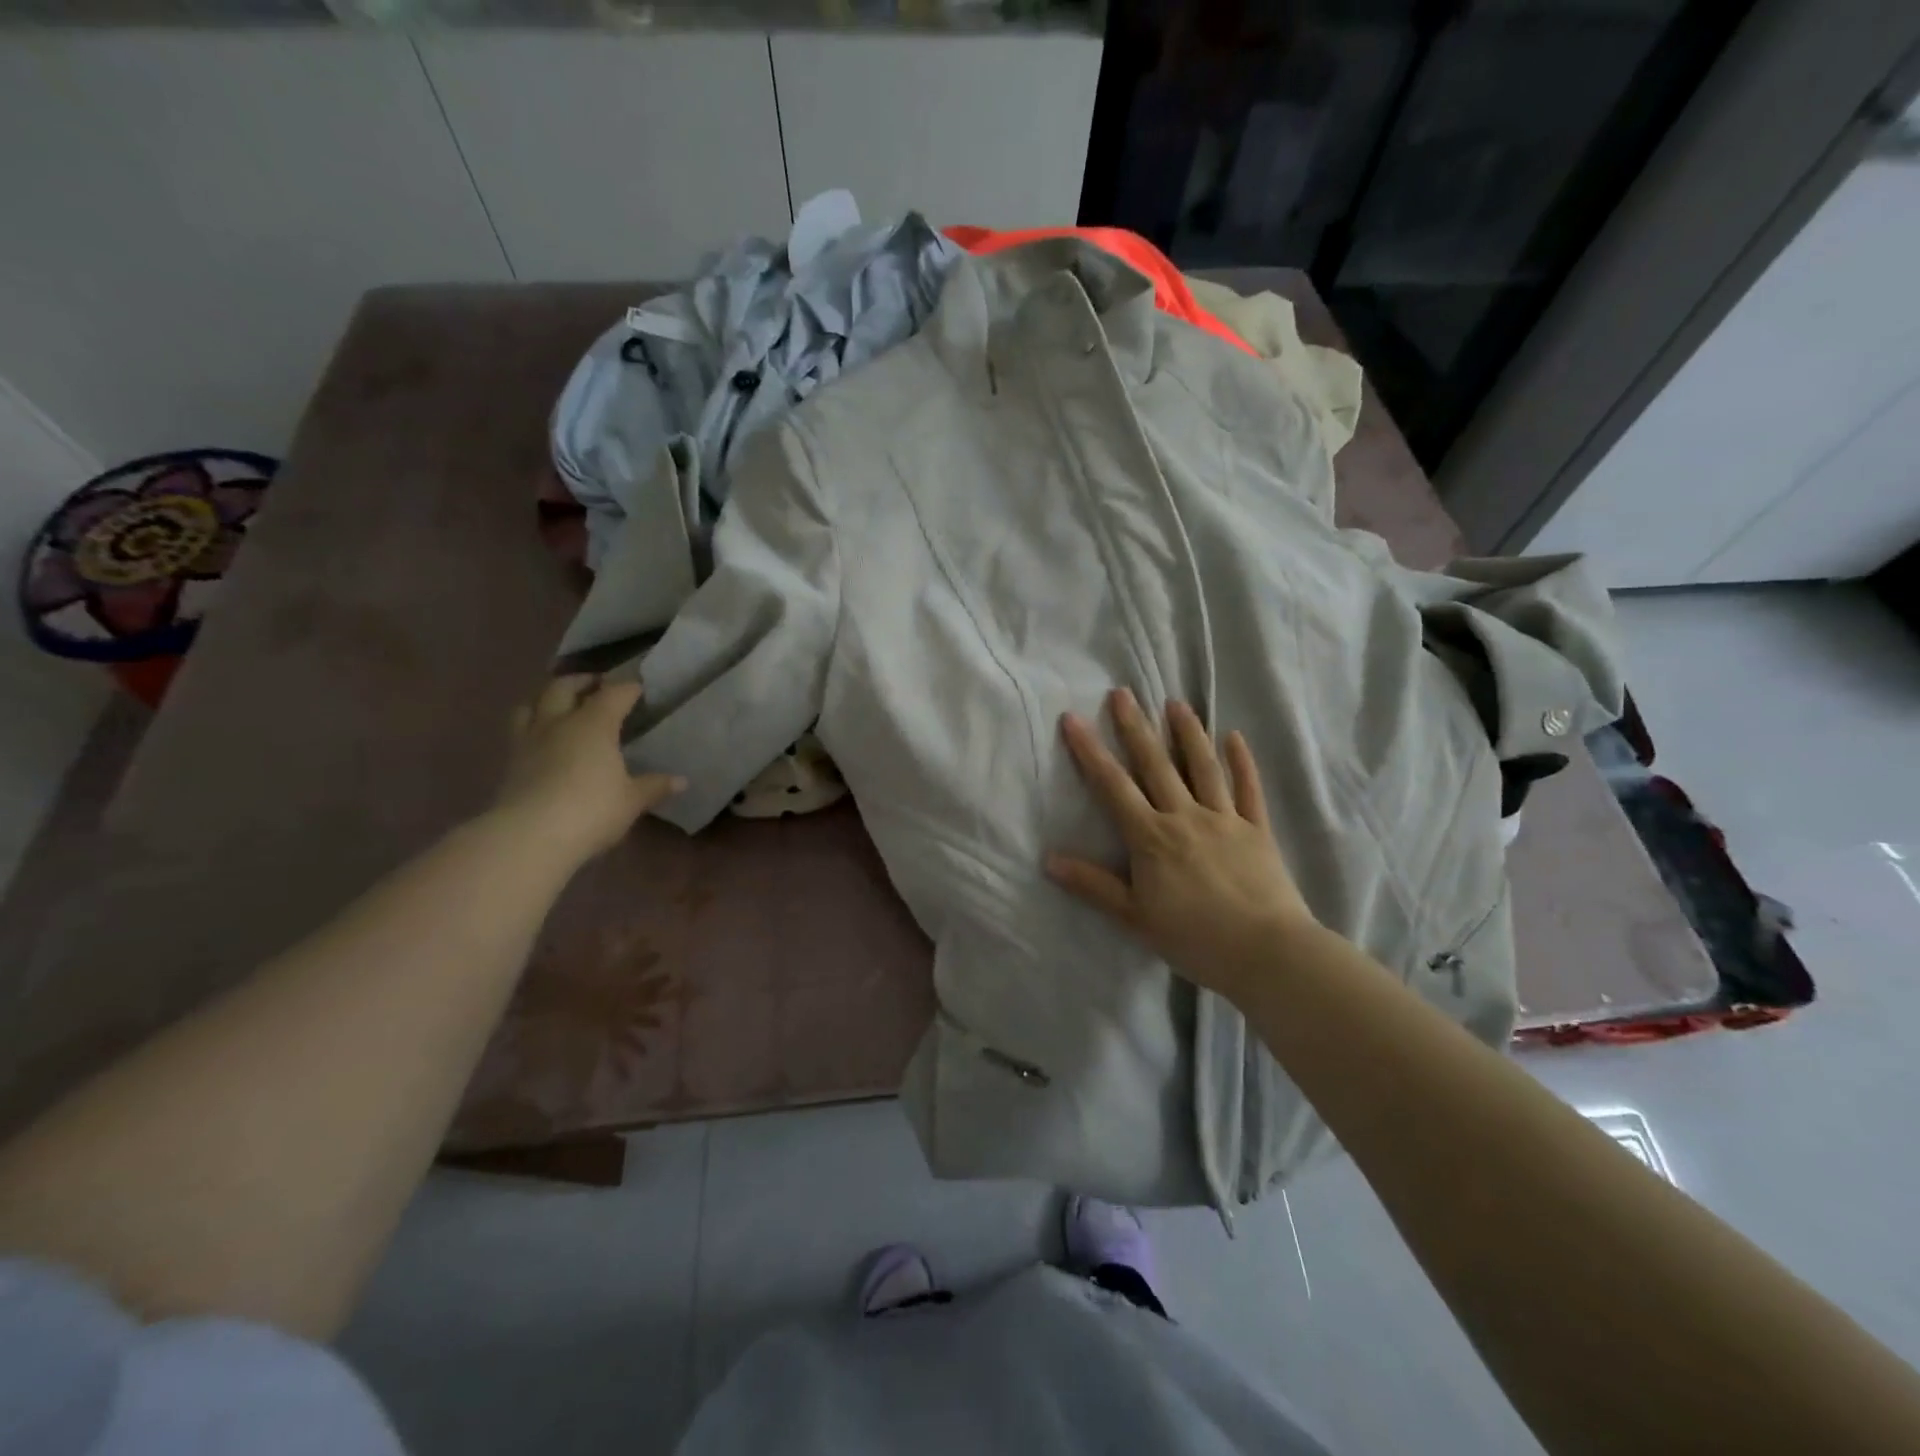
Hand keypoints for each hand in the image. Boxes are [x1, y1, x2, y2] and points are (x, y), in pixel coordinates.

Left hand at [492, 674, 684, 864]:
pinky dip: (532, 727)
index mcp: (593, 724)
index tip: (638, 688)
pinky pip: (519, 732)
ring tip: (559, 705)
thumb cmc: (592, 810)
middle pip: (563, 687)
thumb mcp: (631, 800)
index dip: (627, 688)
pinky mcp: (509, 764)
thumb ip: (654, 786)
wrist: (529, 836)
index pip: (613, 694)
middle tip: (595, 685)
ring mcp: (528, 742)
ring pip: (531, 705)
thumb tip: (681, 781)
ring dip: (546, 699)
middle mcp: (558, 723)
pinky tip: (543, 741)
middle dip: (580, 681)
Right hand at [1046, 689, 1316, 1001]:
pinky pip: (1248, 789)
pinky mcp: (1257, 830)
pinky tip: (1236, 737)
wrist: (1266, 953)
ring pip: (1203, 767)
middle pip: (1156, 765)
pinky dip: (1242, 762)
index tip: (1073, 719)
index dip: (1090, 751)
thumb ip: (1093, 886)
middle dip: (1135, 727)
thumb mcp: (1134, 917)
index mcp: (1151, 838)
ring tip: (1176, 703)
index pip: (1113, 786)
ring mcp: (1225, 819)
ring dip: (1188, 732)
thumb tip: (1049, 859)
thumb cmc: (1194, 939)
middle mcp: (1185, 817)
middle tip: (1123, 693)